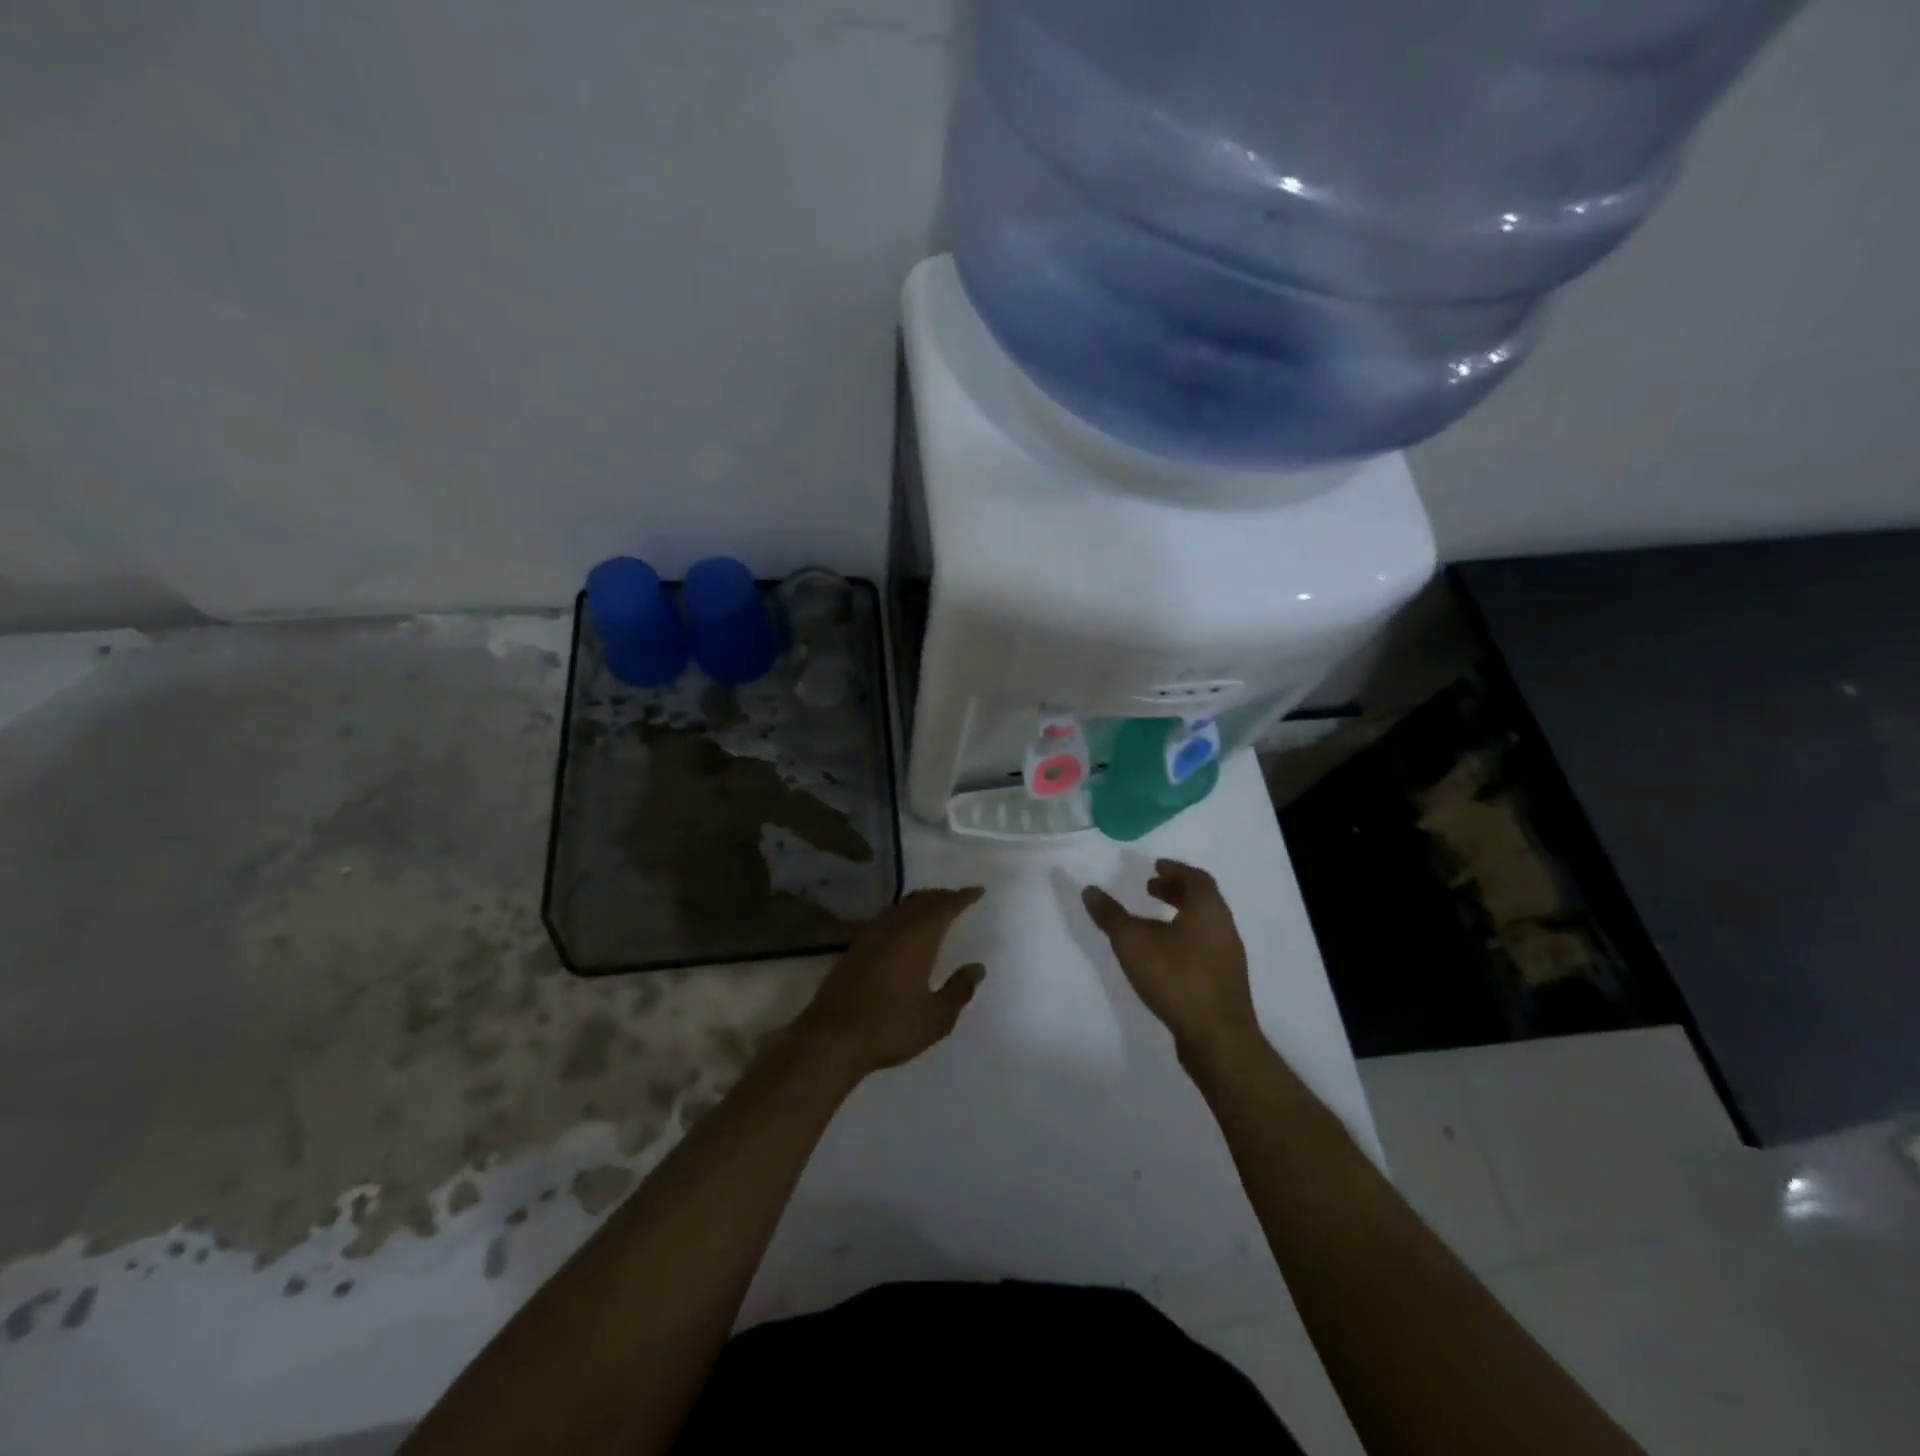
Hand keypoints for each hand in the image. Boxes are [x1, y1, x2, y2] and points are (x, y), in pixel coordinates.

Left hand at [791, 887, 986, 1081]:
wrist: (831, 1038)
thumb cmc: (890, 1026)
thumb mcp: (936, 1017)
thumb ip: (959, 990)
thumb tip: (976, 968)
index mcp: (918, 937)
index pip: (944, 907)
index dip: (962, 897)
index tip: (977, 891)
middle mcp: (894, 928)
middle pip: (921, 901)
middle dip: (941, 897)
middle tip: (957, 898)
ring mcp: (870, 936)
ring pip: (901, 908)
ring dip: (920, 904)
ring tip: (933, 910)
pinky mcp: (854, 949)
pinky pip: (885, 919)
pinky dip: (901, 916)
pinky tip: (902, 931)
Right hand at [1083, 861, 1260, 1067]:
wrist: (1218, 1038)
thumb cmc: (1176, 978)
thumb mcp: (1133, 943)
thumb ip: (1111, 916)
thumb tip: (1090, 890)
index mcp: (1207, 909)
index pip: (1195, 877)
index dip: (1175, 869)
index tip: (1155, 867)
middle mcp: (1223, 926)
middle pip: (1201, 899)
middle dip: (1175, 890)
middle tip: (1151, 888)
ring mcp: (1228, 955)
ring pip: (1204, 923)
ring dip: (1179, 914)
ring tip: (1151, 922)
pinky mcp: (1225, 980)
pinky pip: (1205, 945)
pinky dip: (1185, 936)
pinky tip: (1164, 955)